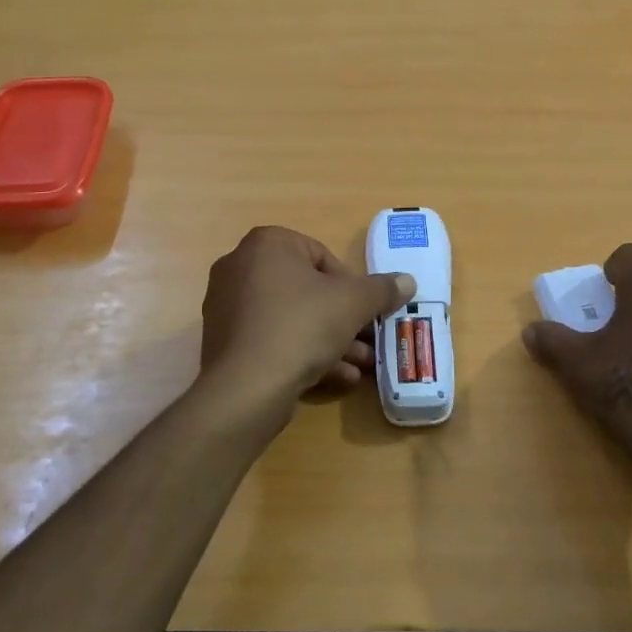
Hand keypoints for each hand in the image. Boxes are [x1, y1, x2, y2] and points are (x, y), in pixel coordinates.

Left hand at [198, 226, 415, 420]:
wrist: (247, 387)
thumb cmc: (302, 326)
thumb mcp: (353, 303)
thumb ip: (382, 289)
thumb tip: (407, 280)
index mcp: (267, 244)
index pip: (321, 255)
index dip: (351, 284)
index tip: (366, 310)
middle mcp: (240, 266)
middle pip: (307, 290)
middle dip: (343, 318)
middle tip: (369, 340)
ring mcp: (228, 306)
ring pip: (292, 318)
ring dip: (330, 340)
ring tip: (361, 365)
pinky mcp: (225, 341)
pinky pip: (272, 338)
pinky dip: (302, 353)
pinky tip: (336, 378)